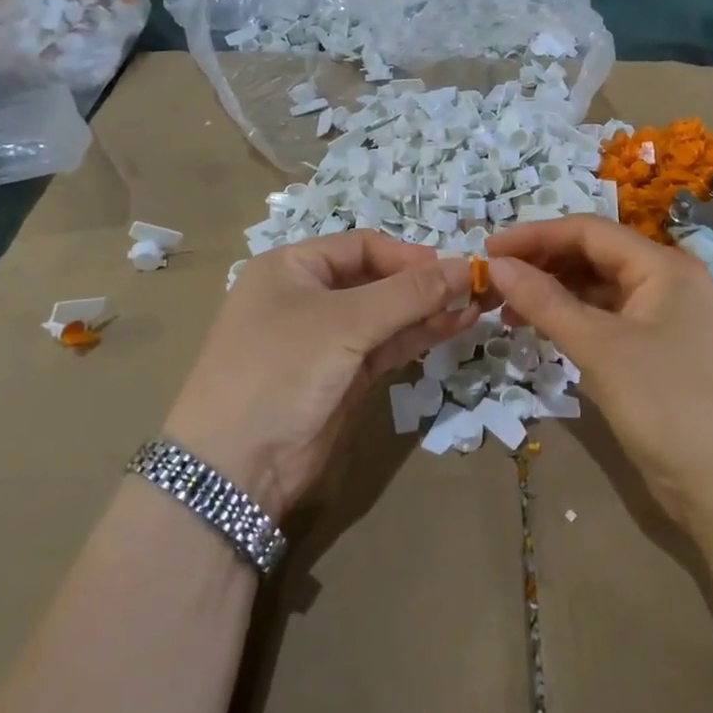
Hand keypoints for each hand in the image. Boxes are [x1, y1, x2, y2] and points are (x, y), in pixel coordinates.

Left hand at [163, 231, 476, 517]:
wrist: (235, 467)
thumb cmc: (281, 369)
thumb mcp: (345, 323)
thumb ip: (409, 294)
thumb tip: (466, 267)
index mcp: (293, 267)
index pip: (362, 246)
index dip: (409, 255)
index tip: (453, 270)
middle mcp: (308, 296)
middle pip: (378, 279)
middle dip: (425, 283)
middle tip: (475, 289)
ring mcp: (327, 339)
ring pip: (387, 314)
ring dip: (429, 310)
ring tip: (477, 306)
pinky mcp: (343, 376)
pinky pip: (387, 346)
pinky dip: (418, 336)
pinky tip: (455, 327)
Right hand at [484, 215, 712, 533]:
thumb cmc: (667, 404)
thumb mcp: (599, 348)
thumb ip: (545, 302)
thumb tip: (496, 265)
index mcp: (662, 266)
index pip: (588, 231)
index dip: (535, 236)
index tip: (487, 251)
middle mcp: (666, 282)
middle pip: (594, 256)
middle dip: (542, 264)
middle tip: (494, 283)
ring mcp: (665, 318)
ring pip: (599, 289)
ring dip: (554, 294)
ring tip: (508, 311)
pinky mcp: (659, 351)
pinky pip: (607, 320)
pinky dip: (573, 321)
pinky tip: (543, 332)